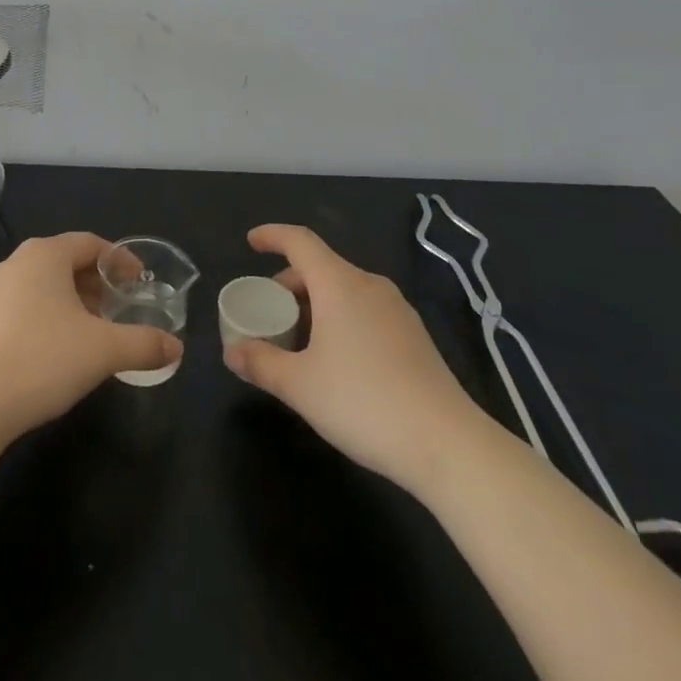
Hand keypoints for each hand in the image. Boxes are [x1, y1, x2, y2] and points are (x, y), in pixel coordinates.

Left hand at [0, 232, 183, 444]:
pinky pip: (25, 303)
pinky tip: (60, 347)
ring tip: (94, 329)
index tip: (140, 282)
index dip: (120, 260)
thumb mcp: (103, 351)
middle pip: (67, 261)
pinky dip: (50, 314)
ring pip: (45, 283)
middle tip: (121, 307)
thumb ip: (144, 344)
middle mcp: (18, 261)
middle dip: (97, 282)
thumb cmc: (43, 360)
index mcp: (45, 254)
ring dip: (74, 300)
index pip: (91, 243)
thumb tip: (177, 348)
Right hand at [223, 224, 479, 492]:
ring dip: (315, 304)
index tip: (251, 243)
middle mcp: (369, 285)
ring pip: (344, 290)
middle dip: (290, 283)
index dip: (272, 235)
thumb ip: (261, 363)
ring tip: (299, 342)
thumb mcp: (301, 386)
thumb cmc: (364, 402)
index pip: (300, 241)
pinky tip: (336, 360)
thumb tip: (232, 352)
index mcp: (339, 284)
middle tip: (269, 313)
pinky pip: (365, 310)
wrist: (448, 445)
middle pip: (321, 266)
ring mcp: (397, 309)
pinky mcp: (414, 336)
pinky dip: (340, 318)